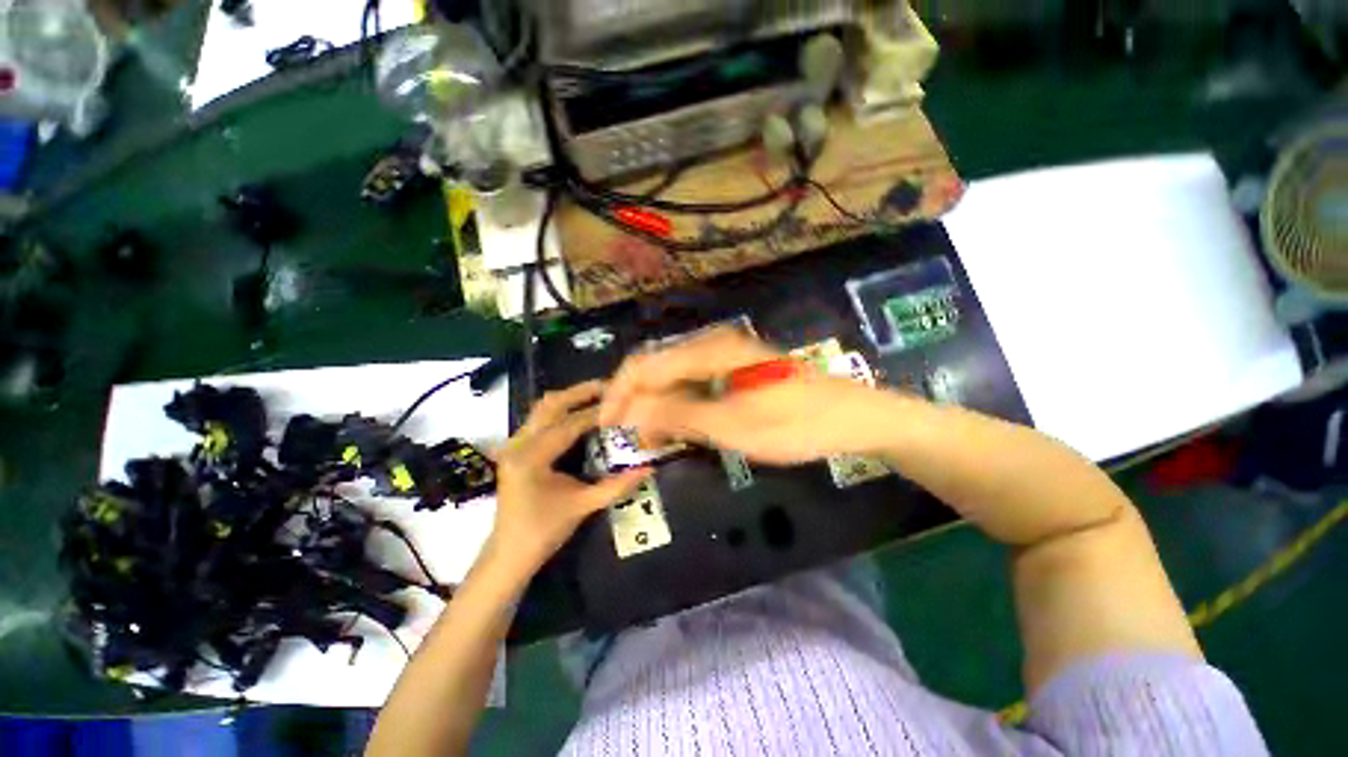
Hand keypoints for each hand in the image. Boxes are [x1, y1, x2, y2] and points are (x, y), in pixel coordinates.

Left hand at [490, 381, 649, 569]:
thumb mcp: (582, 506)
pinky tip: (581, 413)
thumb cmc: (543, 532)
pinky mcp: (517, 448)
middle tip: (610, 386)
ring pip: (542, 407)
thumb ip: (617, 486)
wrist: (508, 554)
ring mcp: (514, 444)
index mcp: (531, 458)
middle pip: (550, 404)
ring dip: (570, 398)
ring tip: (599, 395)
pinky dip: (562, 410)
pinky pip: (540, 418)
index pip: (570, 425)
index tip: (624, 403)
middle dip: (580, 392)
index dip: (598, 413)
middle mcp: (518, 444)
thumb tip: (649, 469)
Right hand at [599, 327, 899, 464]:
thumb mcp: (732, 426)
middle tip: (629, 437)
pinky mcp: (735, 372)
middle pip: (657, 369)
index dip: (620, 394)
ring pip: (675, 379)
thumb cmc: (794, 424)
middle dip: (637, 401)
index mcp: (708, 351)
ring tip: (652, 439)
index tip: (606, 426)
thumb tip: (630, 408)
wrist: (851, 417)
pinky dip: (680, 407)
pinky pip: (695, 386)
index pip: (645, 365)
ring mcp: (725, 358)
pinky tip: (679, 428)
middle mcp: (711, 347)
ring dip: (658, 406)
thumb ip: (678, 414)